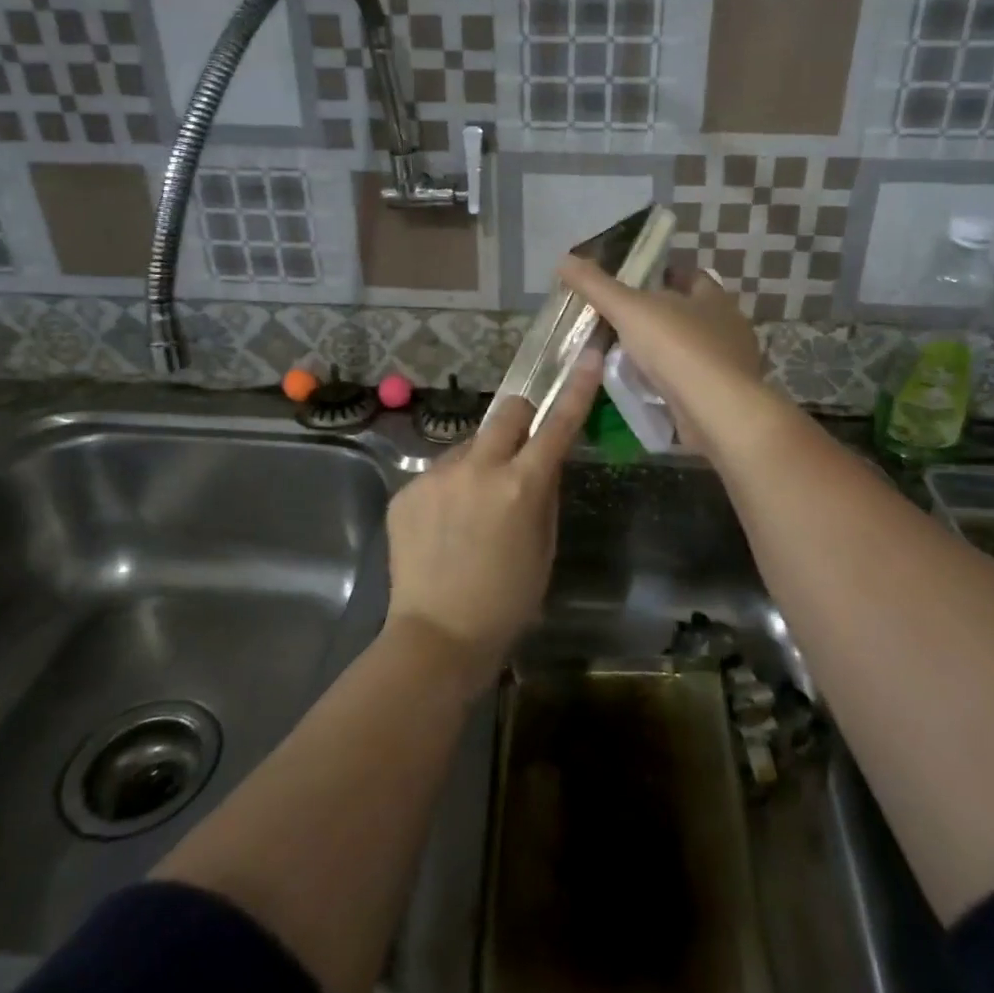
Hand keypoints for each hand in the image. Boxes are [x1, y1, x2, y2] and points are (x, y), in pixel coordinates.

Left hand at [383, 352, 601, 692]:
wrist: (436, 637)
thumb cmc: (507, 602)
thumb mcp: (544, 548)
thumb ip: (544, 494)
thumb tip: (542, 463)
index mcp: (521, 485)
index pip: (557, 424)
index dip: (576, 388)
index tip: (587, 356)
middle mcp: (478, 468)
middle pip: (507, 412)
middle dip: (521, 420)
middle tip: (520, 450)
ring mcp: (436, 476)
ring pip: (469, 445)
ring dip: (480, 463)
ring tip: (471, 510)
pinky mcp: (406, 489)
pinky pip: (438, 473)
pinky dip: (449, 489)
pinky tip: (443, 527)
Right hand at [556, 256, 774, 460]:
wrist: (716, 410)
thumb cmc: (677, 348)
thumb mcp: (629, 310)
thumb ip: (597, 286)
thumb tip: (564, 259)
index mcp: (713, 298)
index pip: (691, 277)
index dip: (665, 276)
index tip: (636, 283)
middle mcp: (729, 327)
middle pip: (692, 314)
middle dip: (662, 317)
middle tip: (624, 322)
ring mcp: (730, 365)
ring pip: (692, 350)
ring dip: (666, 353)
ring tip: (629, 358)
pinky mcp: (725, 398)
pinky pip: (693, 383)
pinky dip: (672, 383)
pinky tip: (648, 389)